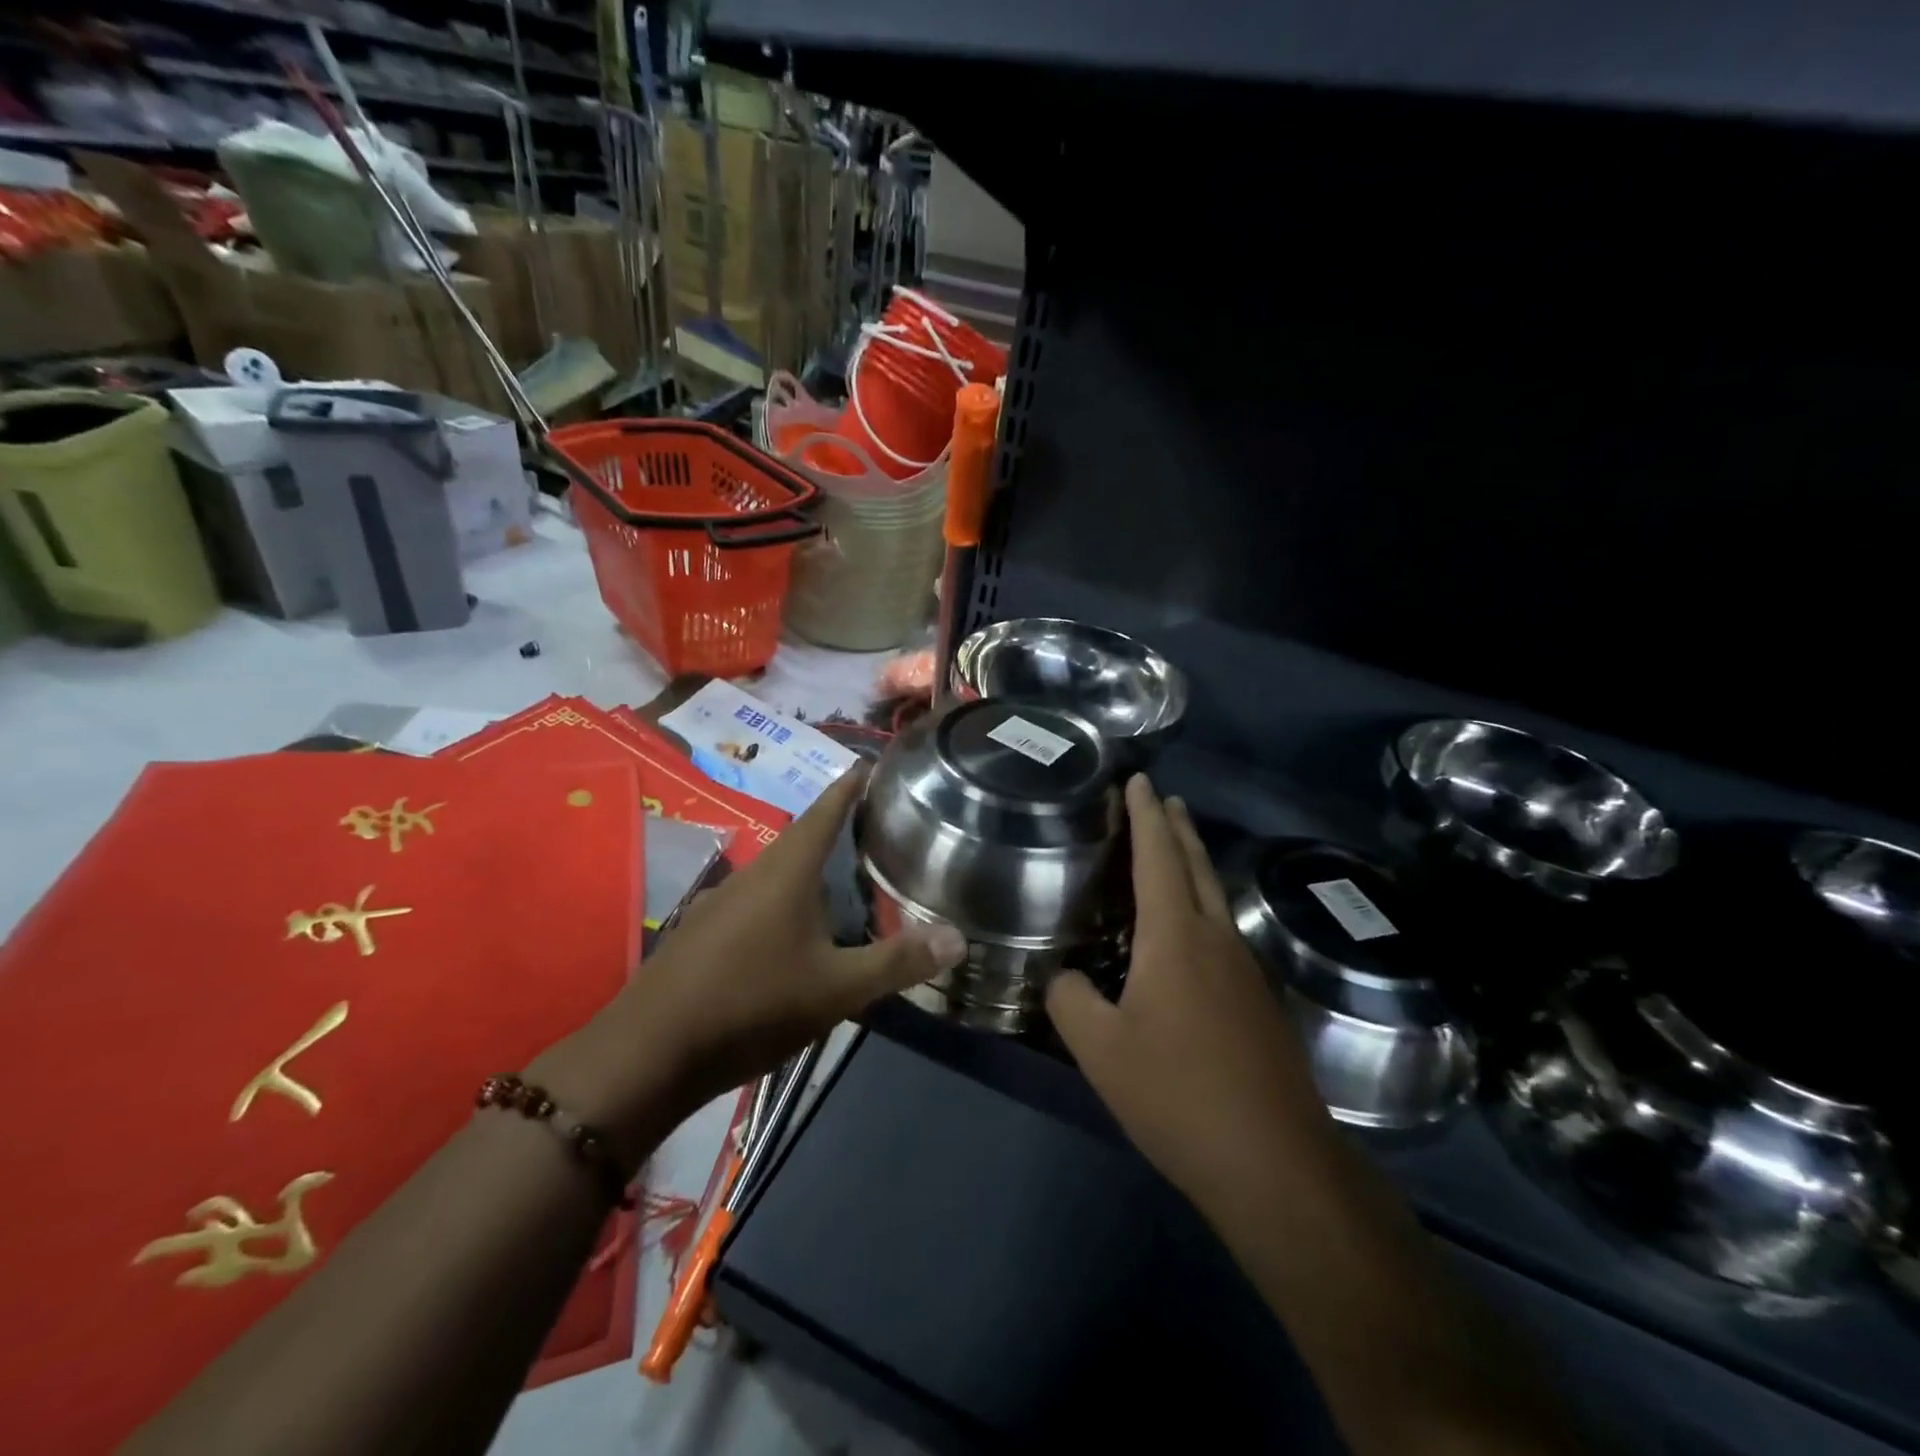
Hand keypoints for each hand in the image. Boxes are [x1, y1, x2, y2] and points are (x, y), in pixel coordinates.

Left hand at [536, 767, 966, 1159]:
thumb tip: (959, 937)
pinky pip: (756, 898)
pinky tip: (797, 927)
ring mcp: (721, 901)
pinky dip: (786, 897)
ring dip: (811, 865)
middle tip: (877, 823)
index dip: (850, 784)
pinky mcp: (703, 931)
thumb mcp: (836, 989)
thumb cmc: (751, 1005)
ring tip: (846, 873)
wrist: (648, 1053)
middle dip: (837, 825)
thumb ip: (898, 962)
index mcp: (787, 870)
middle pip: (801, 836)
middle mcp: (753, 873)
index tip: (871, 762)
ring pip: (777, 870)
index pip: (826, 809)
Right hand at [1047, 776, 1328, 1207]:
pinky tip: (1191, 933)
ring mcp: (1246, 970)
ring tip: (1174, 851)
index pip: (1157, 857)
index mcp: (1175, 937)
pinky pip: (1224, 933)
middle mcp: (1216, 939)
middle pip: (1196, 866)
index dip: (1145, 815)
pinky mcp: (1259, 1003)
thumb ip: (1071, 1001)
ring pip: (1216, 899)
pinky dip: (1202, 908)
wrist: (1274, 1162)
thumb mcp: (1101, 1049)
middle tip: (1164, 798)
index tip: (1140, 780)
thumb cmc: (1177, 1093)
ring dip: (1194, 865)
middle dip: (1177, 828)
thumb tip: (1064, 979)